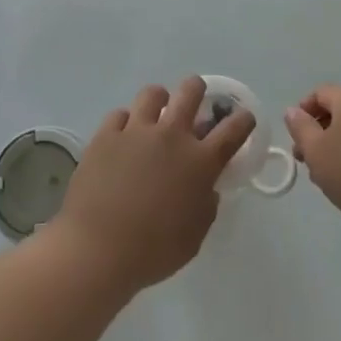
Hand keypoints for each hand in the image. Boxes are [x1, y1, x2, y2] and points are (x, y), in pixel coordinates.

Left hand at [45, 77, 256, 295]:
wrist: (98, 248)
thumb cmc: (154, 251)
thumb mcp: (194, 236)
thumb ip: (205, 205)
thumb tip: (206, 187)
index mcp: (199, 162)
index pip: (232, 130)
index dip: (242, 120)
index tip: (243, 117)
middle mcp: (171, 136)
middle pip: (190, 92)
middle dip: (197, 90)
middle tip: (195, 99)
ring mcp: (136, 130)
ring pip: (153, 94)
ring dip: (159, 101)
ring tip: (155, 114)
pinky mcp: (106, 134)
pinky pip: (120, 114)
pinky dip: (125, 122)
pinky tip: (123, 136)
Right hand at [283, 85, 340, 249]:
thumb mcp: (316, 151)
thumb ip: (300, 127)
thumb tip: (294, 111)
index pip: (319, 94)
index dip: (302, 114)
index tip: (296, 142)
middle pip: (338, 110)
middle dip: (319, 132)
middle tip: (308, 161)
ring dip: (338, 144)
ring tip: (329, 175)